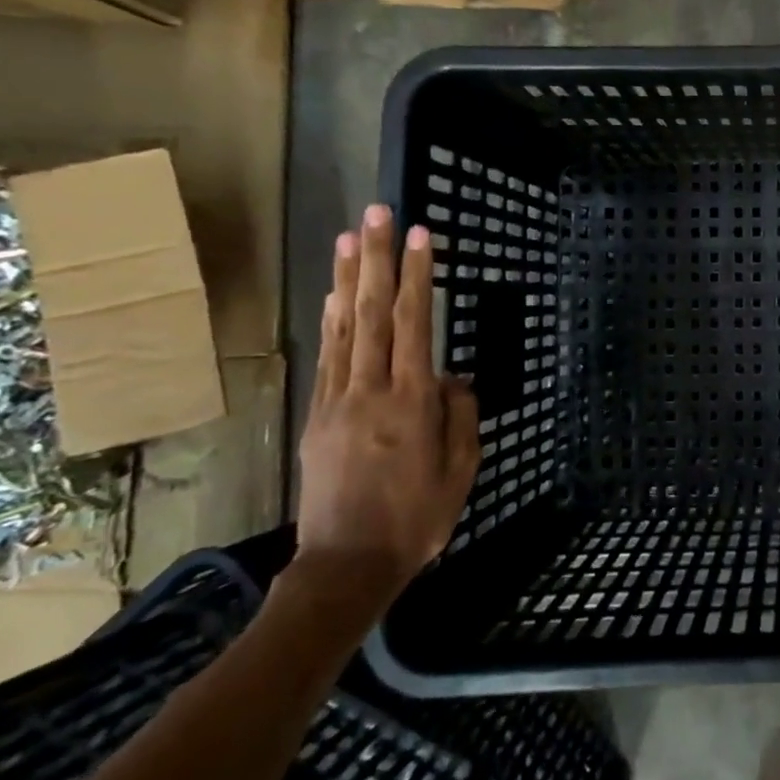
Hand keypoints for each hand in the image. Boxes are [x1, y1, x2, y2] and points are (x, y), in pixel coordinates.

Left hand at [294, 204, 478, 607]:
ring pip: (345, 328)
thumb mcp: (461, 470)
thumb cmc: (418, 519)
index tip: (423, 236)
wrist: (346, 565)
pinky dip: (332, 321)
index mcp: (412, 403)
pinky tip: (337, 295)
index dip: (419, 277)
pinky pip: (328, 357)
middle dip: (378, 259)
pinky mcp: (318, 416)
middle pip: (374, 313)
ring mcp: (338, 401)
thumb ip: (460, 416)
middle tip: (379, 214)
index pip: (415, 325)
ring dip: (349, 278)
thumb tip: (453, 377)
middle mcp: (371, 391)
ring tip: (350, 237)